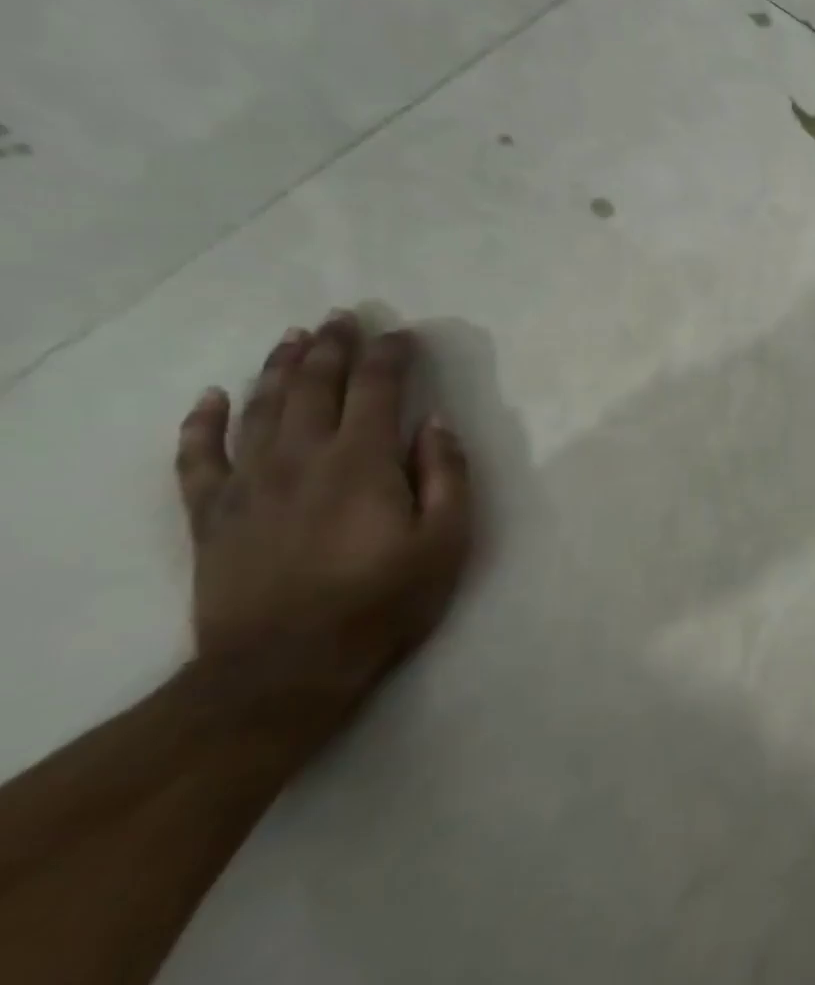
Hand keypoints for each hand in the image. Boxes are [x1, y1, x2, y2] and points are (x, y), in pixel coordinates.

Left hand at [174, 311, 474, 716]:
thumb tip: (436, 424)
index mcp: (362, 462)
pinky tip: (212, 397)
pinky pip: (198, 457)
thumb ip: (446, 476)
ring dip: (278, 368)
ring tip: (293, 337)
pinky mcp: (211, 515)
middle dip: (332, 347)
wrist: (285, 668)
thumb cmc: (384, 601)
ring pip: (260, 408)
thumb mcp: (446, 541)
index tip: (402, 334)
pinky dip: (202, 423)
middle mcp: (301, 458)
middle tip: (343, 316)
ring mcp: (248, 484)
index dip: (390, 355)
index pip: (377, 389)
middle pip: (314, 386)